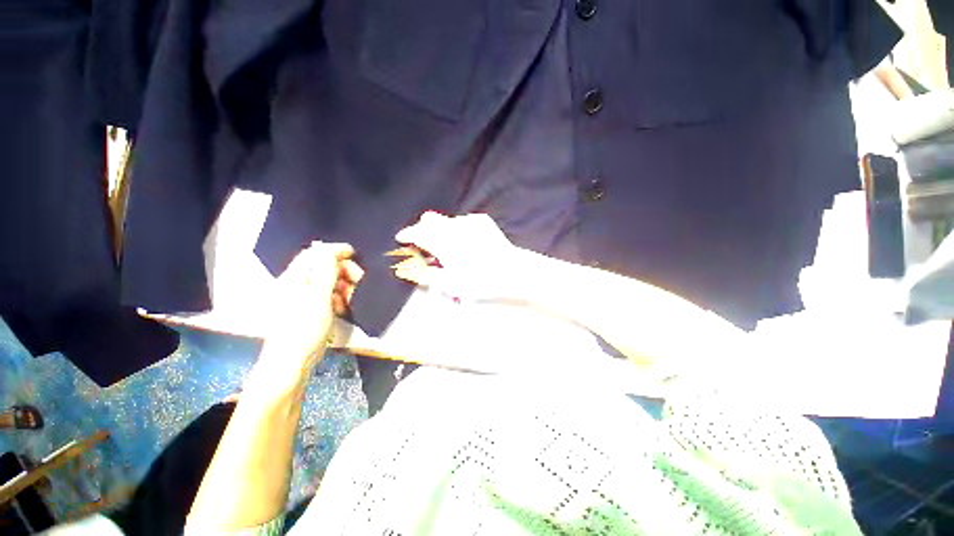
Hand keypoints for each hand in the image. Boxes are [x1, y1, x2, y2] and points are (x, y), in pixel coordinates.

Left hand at [259, 242, 363, 380]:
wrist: (293, 361)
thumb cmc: (304, 327)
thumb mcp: (318, 296)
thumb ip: (325, 271)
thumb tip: (328, 248)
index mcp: (294, 277)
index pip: (314, 254)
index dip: (334, 251)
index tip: (354, 253)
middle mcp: (297, 284)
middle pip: (323, 267)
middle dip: (343, 270)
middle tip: (358, 280)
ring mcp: (304, 298)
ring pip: (328, 282)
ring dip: (343, 285)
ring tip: (350, 297)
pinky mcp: (311, 310)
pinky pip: (328, 296)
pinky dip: (338, 298)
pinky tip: (343, 307)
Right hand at [392, 212, 527, 301]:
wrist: (511, 271)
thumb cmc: (479, 280)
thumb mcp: (449, 283)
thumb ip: (427, 273)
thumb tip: (411, 268)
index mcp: (442, 241)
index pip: (417, 232)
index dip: (407, 234)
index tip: (401, 238)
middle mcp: (453, 226)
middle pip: (429, 220)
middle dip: (422, 230)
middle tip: (424, 245)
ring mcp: (469, 221)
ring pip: (446, 220)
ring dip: (441, 231)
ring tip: (448, 247)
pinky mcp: (482, 220)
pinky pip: (462, 221)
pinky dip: (458, 229)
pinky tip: (465, 242)